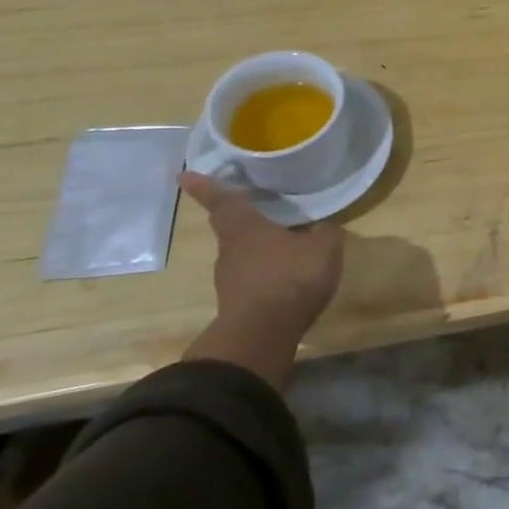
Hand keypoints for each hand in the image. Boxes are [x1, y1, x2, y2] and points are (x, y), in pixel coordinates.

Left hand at [177, 172, 343, 388]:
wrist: (263, 334)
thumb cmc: (290, 277)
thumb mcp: (323, 248)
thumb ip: (325, 233)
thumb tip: (323, 226)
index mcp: (245, 227)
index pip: (222, 199)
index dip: (205, 186)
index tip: (183, 174)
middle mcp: (230, 249)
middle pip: (232, 228)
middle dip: (246, 220)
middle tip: (263, 212)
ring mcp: (230, 279)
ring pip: (243, 255)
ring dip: (260, 250)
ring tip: (287, 249)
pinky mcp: (237, 303)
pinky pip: (253, 280)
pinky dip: (267, 275)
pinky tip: (288, 279)